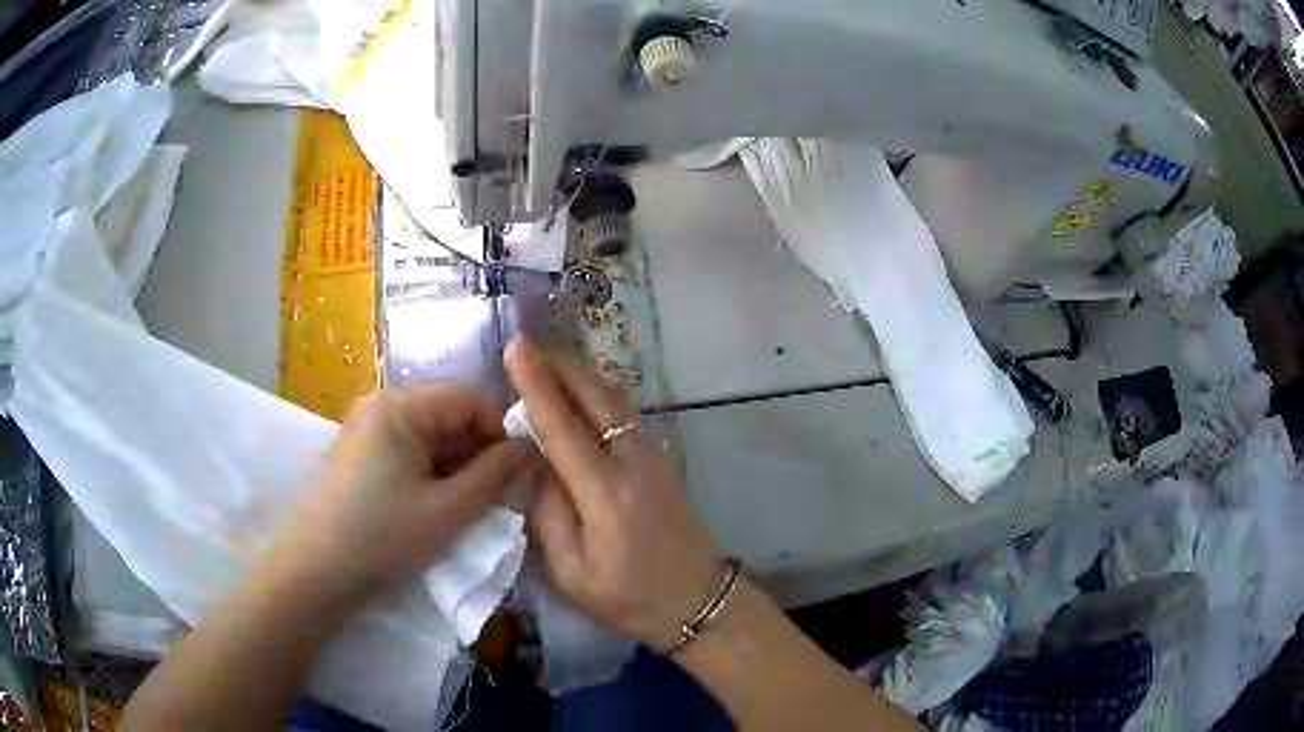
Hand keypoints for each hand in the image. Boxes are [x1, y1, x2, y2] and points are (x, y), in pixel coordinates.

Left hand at [273, 386, 528, 602]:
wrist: (314, 568)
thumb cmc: (383, 537)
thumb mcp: (448, 510)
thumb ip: (494, 475)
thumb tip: (529, 449)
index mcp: (400, 406)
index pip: (469, 399)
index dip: (500, 432)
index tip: (516, 474)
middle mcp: (380, 403)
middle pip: (446, 413)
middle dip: (476, 451)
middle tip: (493, 495)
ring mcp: (364, 425)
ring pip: (427, 433)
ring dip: (453, 464)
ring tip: (463, 504)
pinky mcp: (356, 449)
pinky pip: (405, 447)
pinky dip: (427, 470)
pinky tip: (430, 504)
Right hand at [505, 338, 723, 646]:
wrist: (701, 603)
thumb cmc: (631, 600)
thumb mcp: (573, 575)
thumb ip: (548, 518)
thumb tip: (538, 468)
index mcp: (606, 495)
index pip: (564, 426)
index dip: (536, 385)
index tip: (516, 348)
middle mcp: (633, 464)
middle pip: (597, 398)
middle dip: (560, 367)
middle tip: (527, 348)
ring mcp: (654, 459)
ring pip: (615, 401)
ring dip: (581, 378)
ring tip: (549, 365)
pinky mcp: (662, 463)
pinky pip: (625, 415)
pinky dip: (599, 396)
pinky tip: (582, 398)